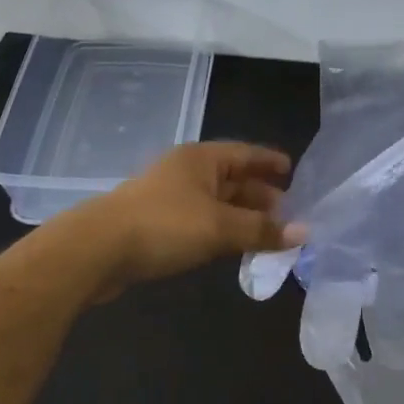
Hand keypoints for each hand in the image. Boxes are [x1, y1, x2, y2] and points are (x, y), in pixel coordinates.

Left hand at [75, 141, 304, 292]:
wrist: (97, 250)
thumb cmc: (164, 226)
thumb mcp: (220, 227)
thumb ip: (262, 230)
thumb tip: (305, 232)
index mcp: (202, 158)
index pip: (246, 154)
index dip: (270, 162)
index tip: (294, 171)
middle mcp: (186, 171)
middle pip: (232, 178)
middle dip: (260, 195)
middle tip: (289, 214)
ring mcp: (169, 196)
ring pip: (216, 202)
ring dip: (242, 216)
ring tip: (268, 234)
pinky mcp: (156, 222)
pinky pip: (200, 220)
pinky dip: (221, 230)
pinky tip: (232, 247)